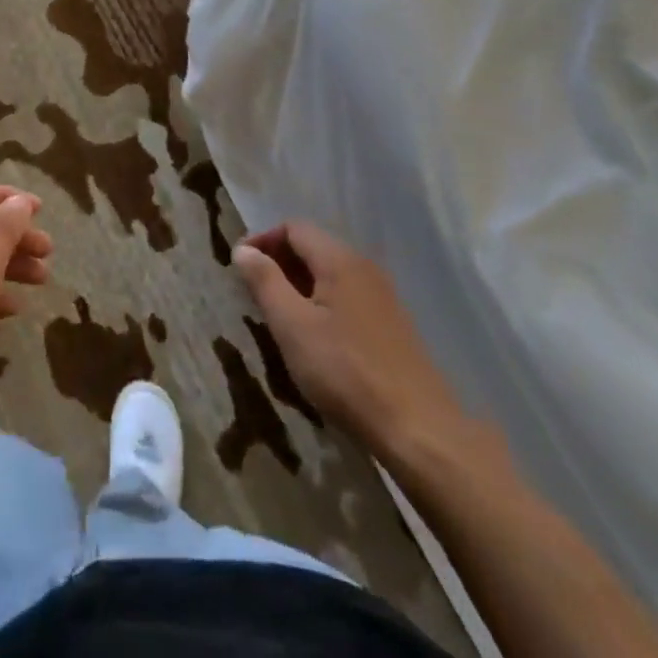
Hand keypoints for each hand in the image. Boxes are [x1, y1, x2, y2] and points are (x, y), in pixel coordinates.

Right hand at [232, 222, 466, 460]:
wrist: (418, 429)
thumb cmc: (345, 372)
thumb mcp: (292, 325)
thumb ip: (265, 281)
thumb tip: (243, 248)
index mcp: (339, 260)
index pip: (293, 227)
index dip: (262, 240)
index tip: (239, 268)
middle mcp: (364, 267)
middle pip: (313, 247)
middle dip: (279, 263)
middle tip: (254, 293)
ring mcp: (383, 296)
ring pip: (330, 274)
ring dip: (299, 285)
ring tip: (278, 316)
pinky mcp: (392, 324)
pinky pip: (347, 296)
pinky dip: (322, 303)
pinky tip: (314, 338)